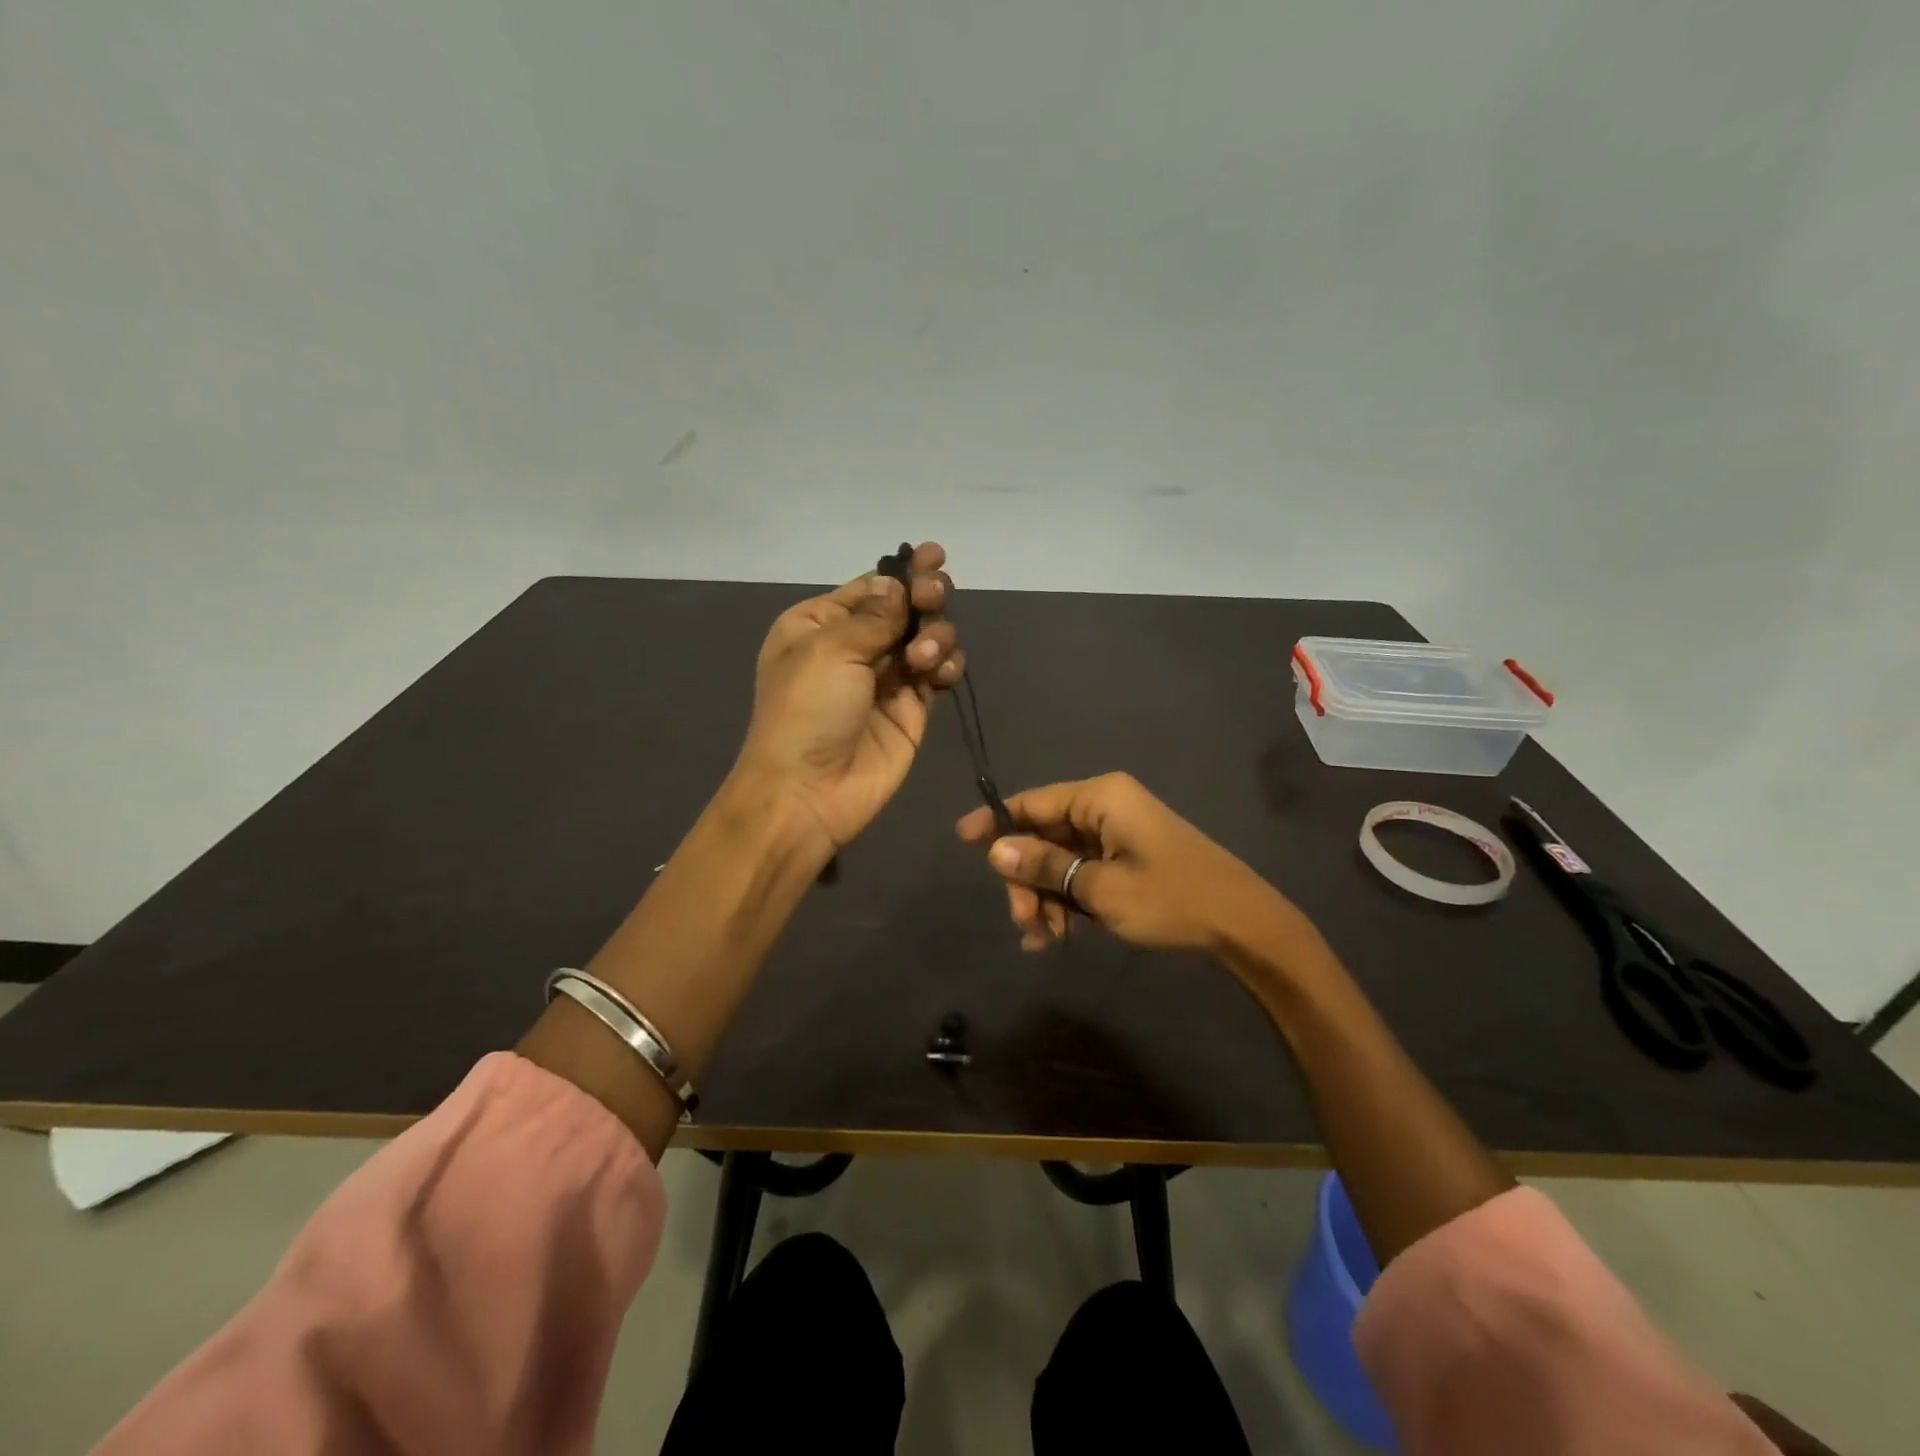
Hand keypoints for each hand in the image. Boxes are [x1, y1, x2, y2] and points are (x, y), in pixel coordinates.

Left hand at [736, 543, 963, 854]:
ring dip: (936, 635)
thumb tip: (898, 586)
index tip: (935, 556)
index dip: (903, 572)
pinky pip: (939, 672)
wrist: (810, 791)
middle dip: (924, 598)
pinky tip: (943, 672)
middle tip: (932, 598)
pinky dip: (948, 665)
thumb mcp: (829, 650)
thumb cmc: (806, 712)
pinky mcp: (912, 708)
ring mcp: (886, 678)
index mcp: (819, 625)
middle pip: (904, 608)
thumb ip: (874, 616)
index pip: (870, 587)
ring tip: (925, 657)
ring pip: (928, 637)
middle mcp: (854, 647)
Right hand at [956, 772, 1283, 952]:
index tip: (961, 840)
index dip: (995, 821)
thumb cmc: (1169, 898)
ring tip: (1045, 939)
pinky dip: (1070, 900)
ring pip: (1062, 859)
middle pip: (1045, 836)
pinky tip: (1058, 937)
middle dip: (1028, 880)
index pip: (1032, 802)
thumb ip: (1044, 865)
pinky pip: (1084, 872)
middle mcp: (1106, 807)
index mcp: (1100, 798)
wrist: (1242, 924)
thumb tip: (994, 850)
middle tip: (1023, 922)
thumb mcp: (1099, 887)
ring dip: (1047, 897)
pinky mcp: (1129, 857)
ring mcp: (1119, 833)